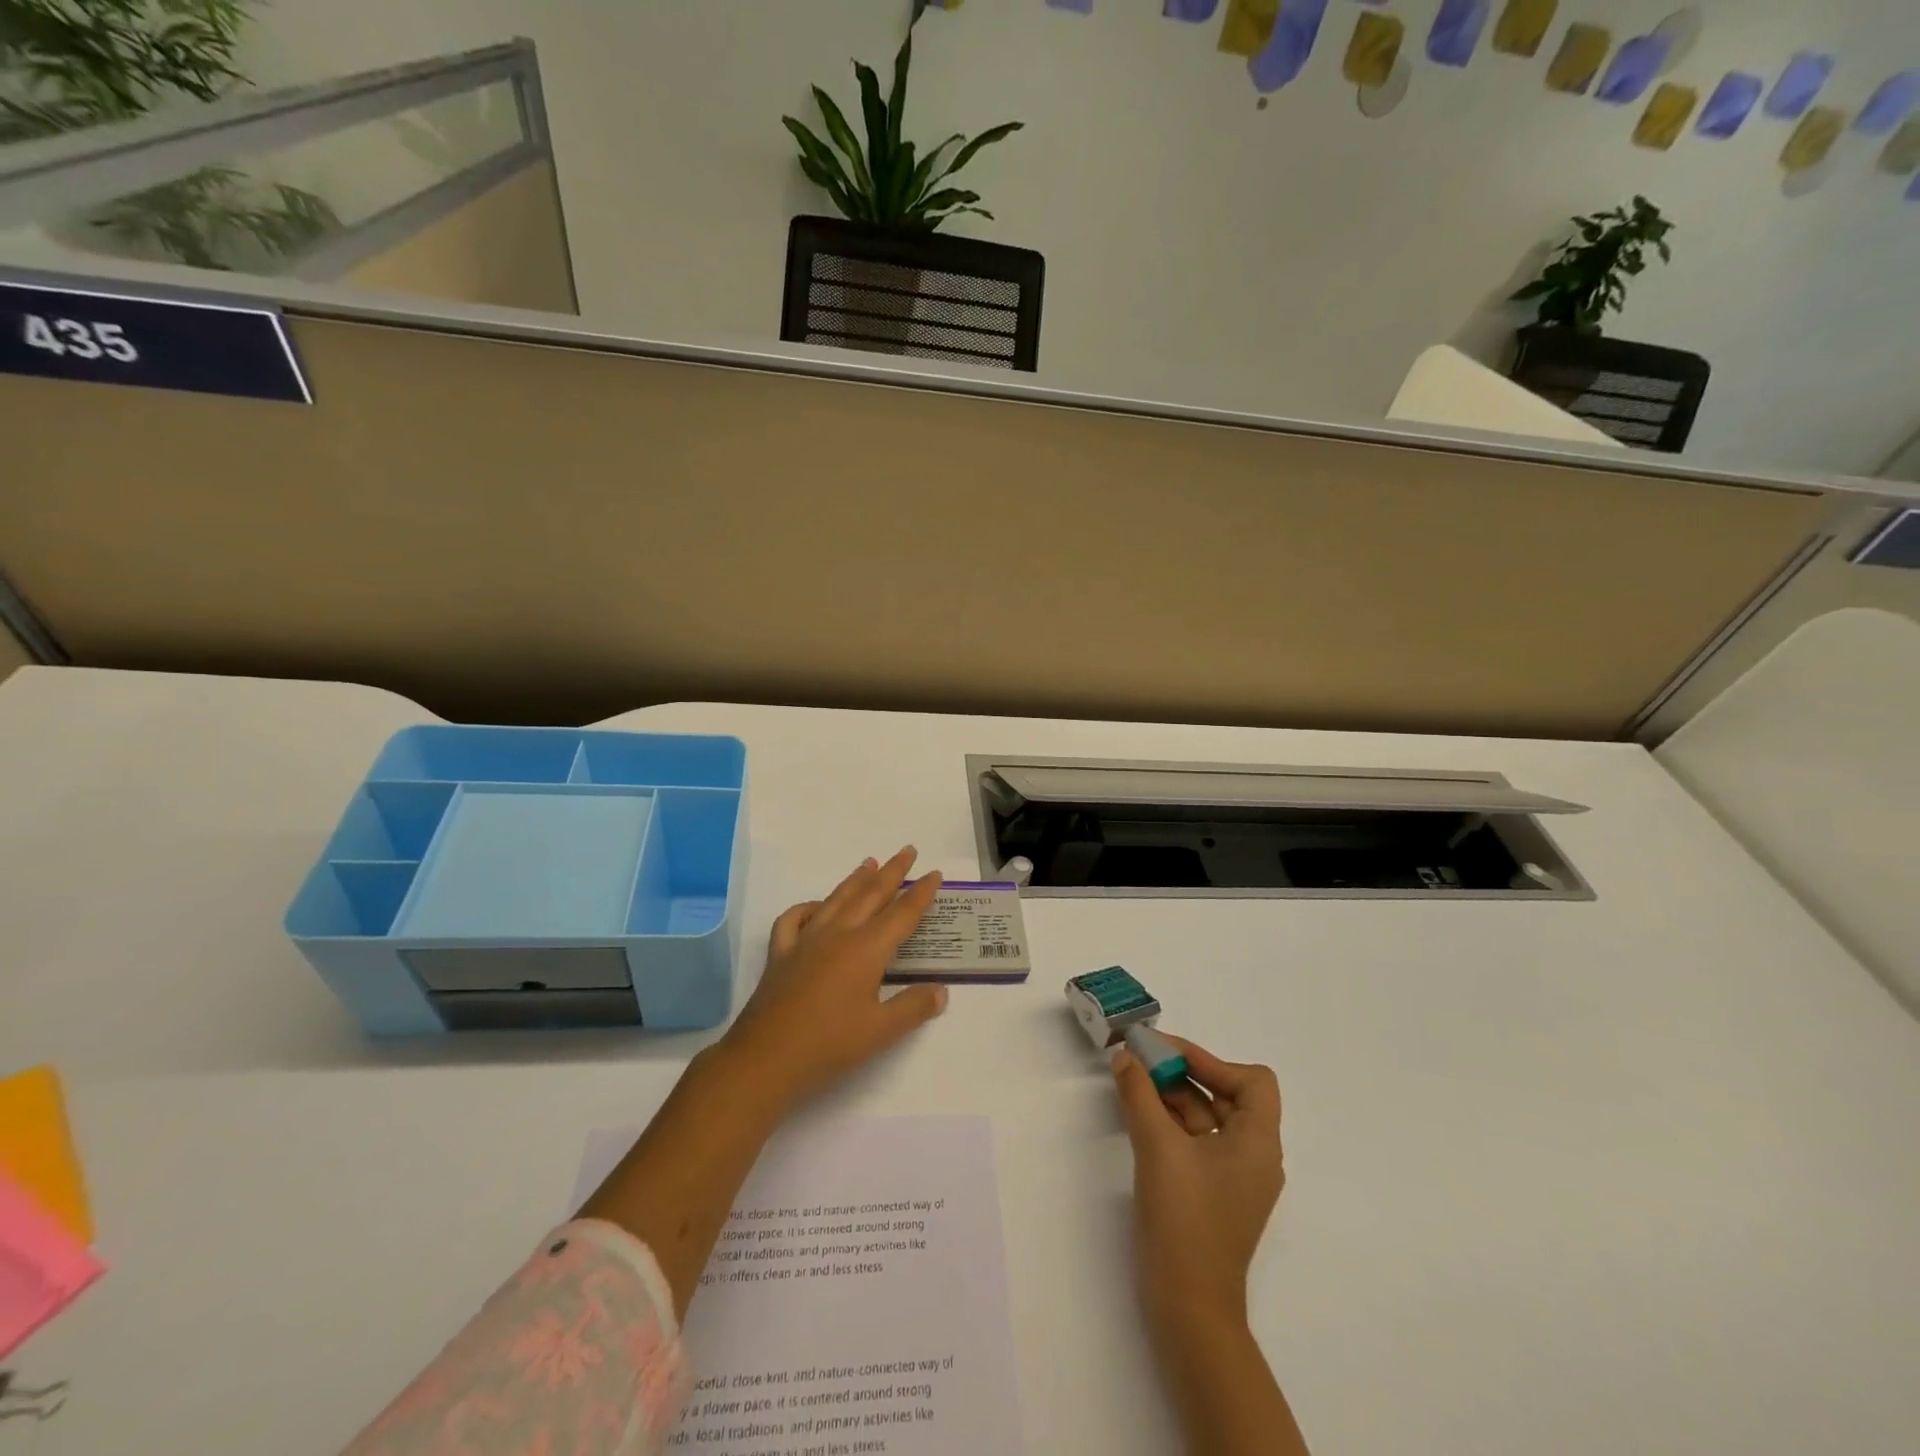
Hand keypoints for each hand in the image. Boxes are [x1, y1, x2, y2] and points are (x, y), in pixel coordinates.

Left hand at [721, 846, 948, 1108]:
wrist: (764, 1059)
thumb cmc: (828, 1045)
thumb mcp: (881, 1032)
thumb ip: (913, 1007)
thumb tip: (940, 991)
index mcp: (867, 949)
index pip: (902, 913)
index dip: (921, 893)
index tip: (934, 873)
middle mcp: (839, 934)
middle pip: (871, 894)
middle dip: (892, 871)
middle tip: (907, 850)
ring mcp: (806, 940)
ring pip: (837, 899)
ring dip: (856, 879)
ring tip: (869, 862)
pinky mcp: (781, 954)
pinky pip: (794, 919)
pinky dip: (809, 907)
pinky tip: (817, 907)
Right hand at [1114, 1038, 1284, 1332]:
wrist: (1188, 1308)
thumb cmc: (1185, 1220)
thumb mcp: (1158, 1147)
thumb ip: (1140, 1094)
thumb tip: (1125, 1056)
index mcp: (1258, 1142)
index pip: (1251, 1080)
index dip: (1211, 1060)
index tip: (1166, 1054)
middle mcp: (1253, 1155)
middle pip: (1225, 1094)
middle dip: (1182, 1071)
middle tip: (1140, 1058)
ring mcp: (1232, 1176)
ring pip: (1205, 1116)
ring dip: (1171, 1094)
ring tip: (1131, 1079)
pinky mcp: (1211, 1192)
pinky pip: (1194, 1141)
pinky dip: (1169, 1121)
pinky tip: (1137, 1111)